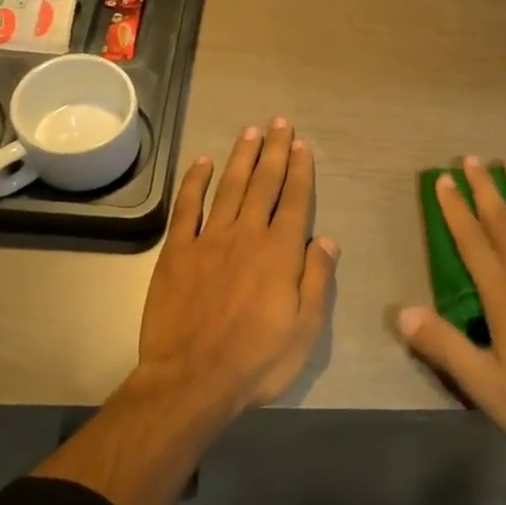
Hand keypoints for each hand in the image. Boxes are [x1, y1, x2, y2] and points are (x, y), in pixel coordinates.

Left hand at [137, 118, 337, 414]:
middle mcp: (247, 235)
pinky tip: (202, 162)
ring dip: (241, 157)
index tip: (302, 146)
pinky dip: (195, 182)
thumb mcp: (305, 329)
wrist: (190, 381)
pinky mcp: (177, 251)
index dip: (300, 171)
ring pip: (230, 187)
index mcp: (280, 252)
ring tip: (251, 132)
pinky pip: (188, 208)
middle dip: (274, 151)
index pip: (294, 200)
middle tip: (279, 123)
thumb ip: (317, 279)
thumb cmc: (256, 360)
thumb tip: (328, 239)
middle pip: (264, 184)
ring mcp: (209, 240)